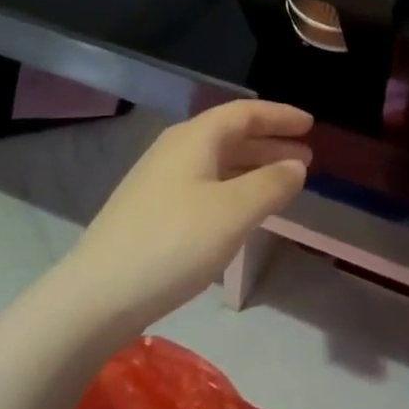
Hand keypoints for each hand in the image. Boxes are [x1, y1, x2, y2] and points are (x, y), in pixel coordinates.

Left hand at [62, 100, 311, 330]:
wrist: (97, 295)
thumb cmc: (173, 243)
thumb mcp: (233, 212)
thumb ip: (271, 184)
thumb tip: (297, 164)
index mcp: (195, 138)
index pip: (245, 113)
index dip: (280, 116)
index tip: (311, 125)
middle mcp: (176, 148)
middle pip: (230, 134)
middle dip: (270, 142)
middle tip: (306, 156)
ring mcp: (159, 179)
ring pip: (217, 160)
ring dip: (253, 166)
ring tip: (284, 181)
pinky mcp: (151, 209)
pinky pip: (205, 183)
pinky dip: (233, 186)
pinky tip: (243, 210)